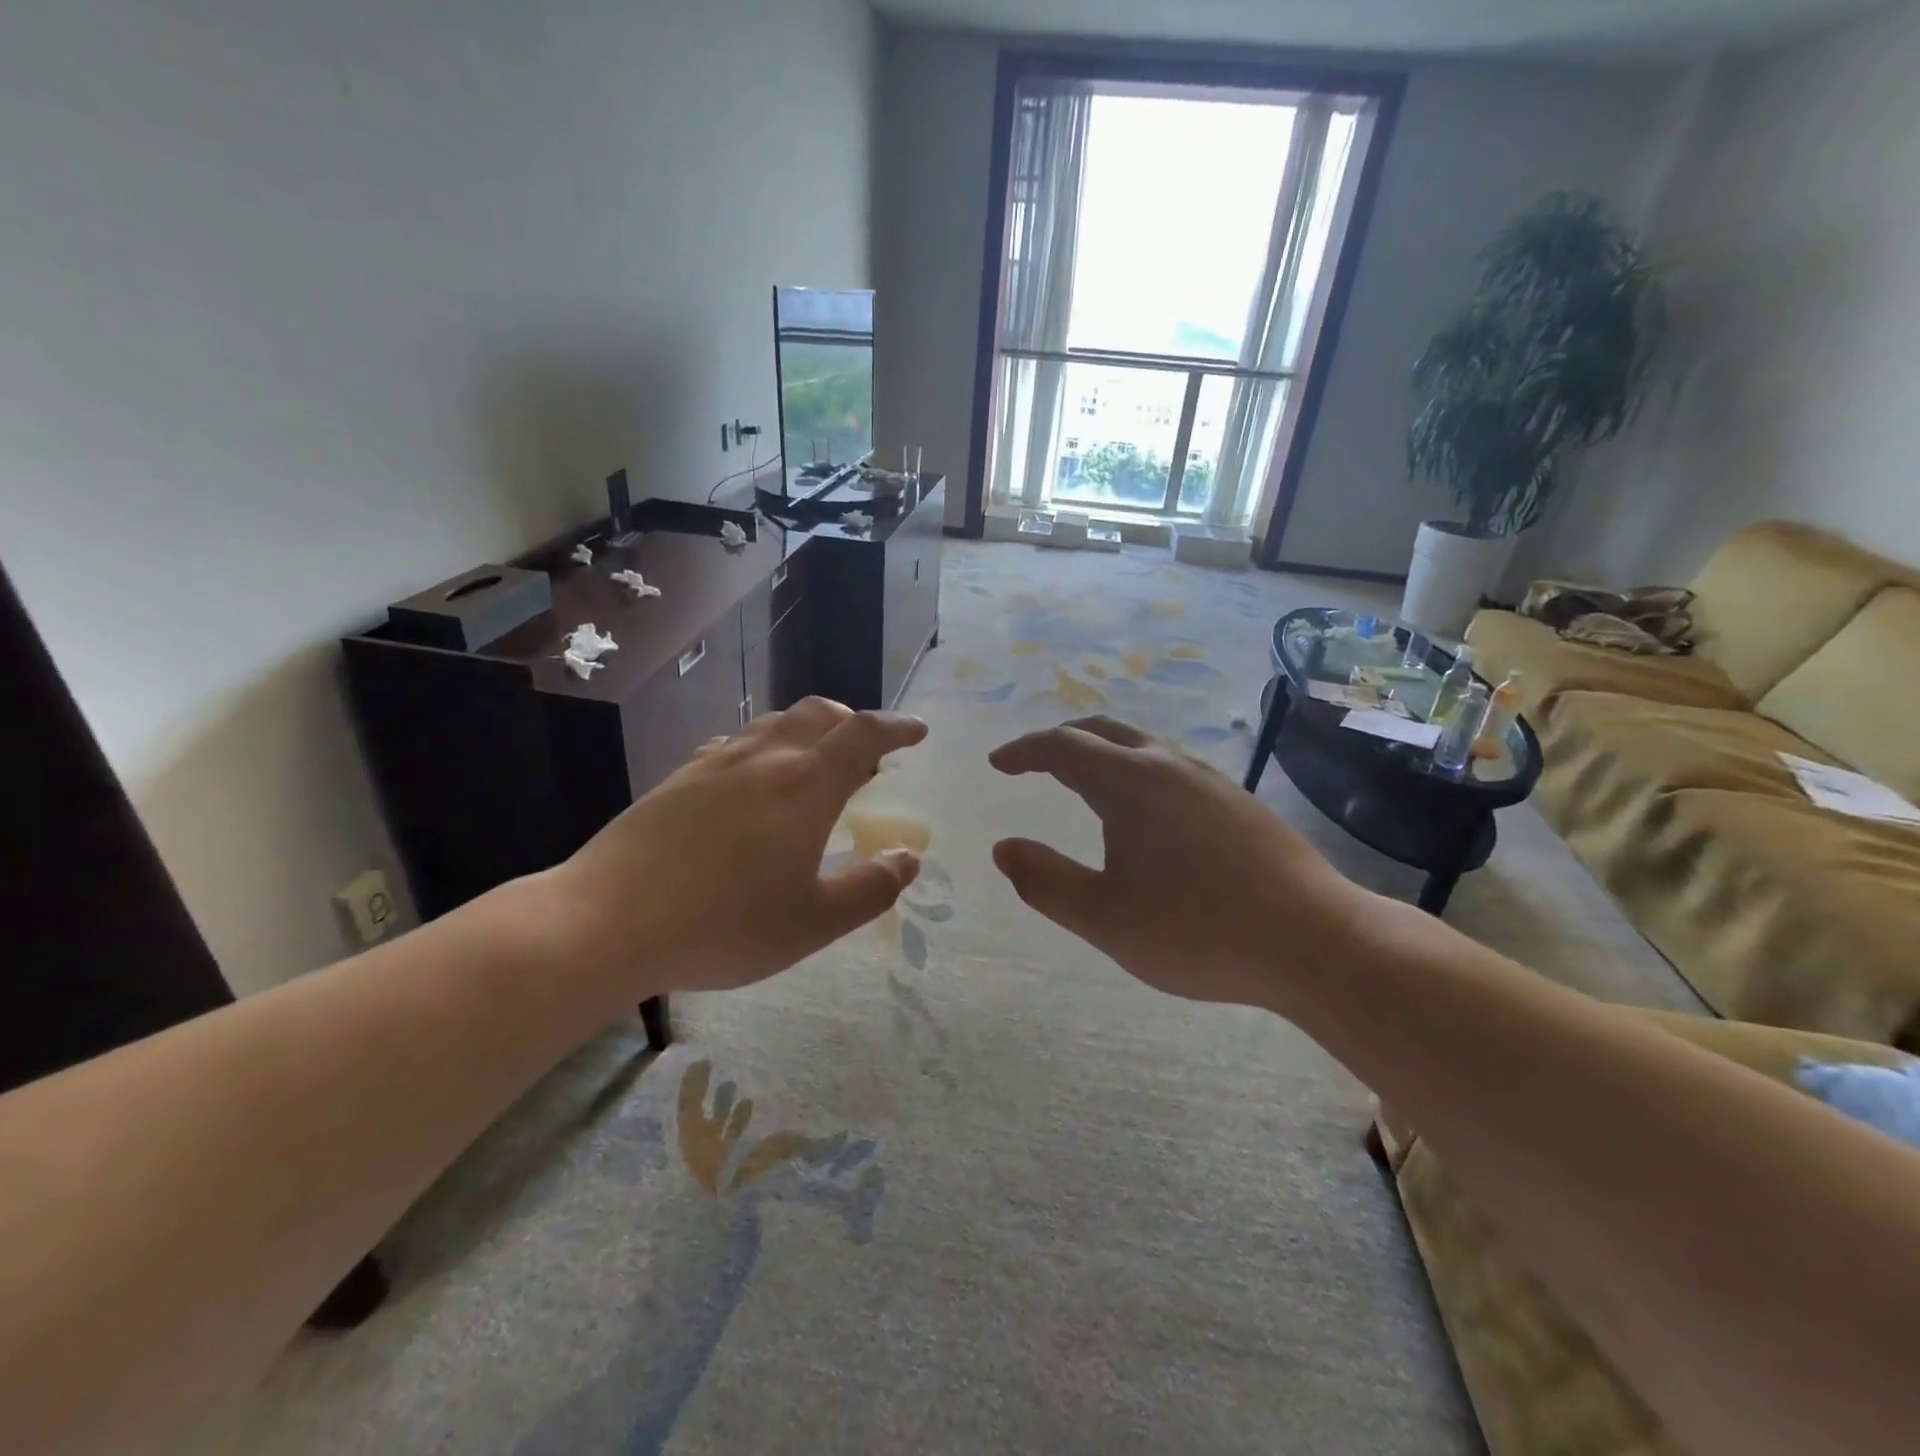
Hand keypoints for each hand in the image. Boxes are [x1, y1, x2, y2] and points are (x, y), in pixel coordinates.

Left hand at [551, 698, 927, 998]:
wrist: (607, 921)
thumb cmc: (724, 925)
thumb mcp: (814, 922)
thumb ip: (871, 888)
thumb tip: (909, 858)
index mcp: (806, 785)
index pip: (863, 734)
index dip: (896, 727)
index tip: (917, 731)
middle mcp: (764, 759)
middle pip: (818, 714)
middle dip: (852, 722)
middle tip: (868, 751)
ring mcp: (715, 764)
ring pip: (773, 724)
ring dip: (807, 731)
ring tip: (815, 763)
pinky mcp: (678, 779)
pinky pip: (733, 745)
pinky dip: (762, 748)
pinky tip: (752, 779)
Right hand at [989, 716, 1371, 1006]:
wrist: (1315, 941)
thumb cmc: (1198, 930)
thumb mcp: (1104, 917)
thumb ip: (1045, 881)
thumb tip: (1004, 849)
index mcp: (1130, 783)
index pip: (1063, 746)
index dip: (1024, 751)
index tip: (998, 764)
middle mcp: (1169, 767)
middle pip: (1104, 732)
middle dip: (1061, 741)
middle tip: (1033, 763)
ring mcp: (1210, 781)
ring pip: (1143, 747)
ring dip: (1103, 754)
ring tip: (1083, 783)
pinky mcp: (1238, 803)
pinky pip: (1171, 769)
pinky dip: (1136, 773)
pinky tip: (1145, 814)